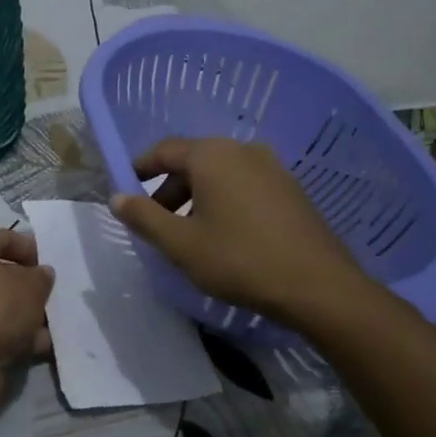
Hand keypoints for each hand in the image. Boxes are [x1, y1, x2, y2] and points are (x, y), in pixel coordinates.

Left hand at [0, 228, 54, 413]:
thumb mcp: (33, 287)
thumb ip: (42, 276)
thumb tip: (41, 273)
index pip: (7, 237)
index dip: (34, 251)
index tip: (52, 270)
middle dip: (27, 287)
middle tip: (49, 299)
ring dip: (22, 314)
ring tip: (47, 328)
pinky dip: (9, 333)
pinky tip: (35, 347)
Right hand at [109, 137, 374, 320]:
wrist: (319, 286)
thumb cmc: (240, 260)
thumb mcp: (181, 244)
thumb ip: (144, 217)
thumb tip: (116, 197)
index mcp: (212, 155)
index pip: (164, 150)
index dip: (140, 168)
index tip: (126, 190)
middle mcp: (242, 150)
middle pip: (193, 161)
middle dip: (169, 188)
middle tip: (156, 222)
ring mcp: (272, 167)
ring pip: (220, 174)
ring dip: (197, 196)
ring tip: (189, 233)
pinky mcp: (291, 189)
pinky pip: (245, 185)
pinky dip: (225, 200)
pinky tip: (226, 234)